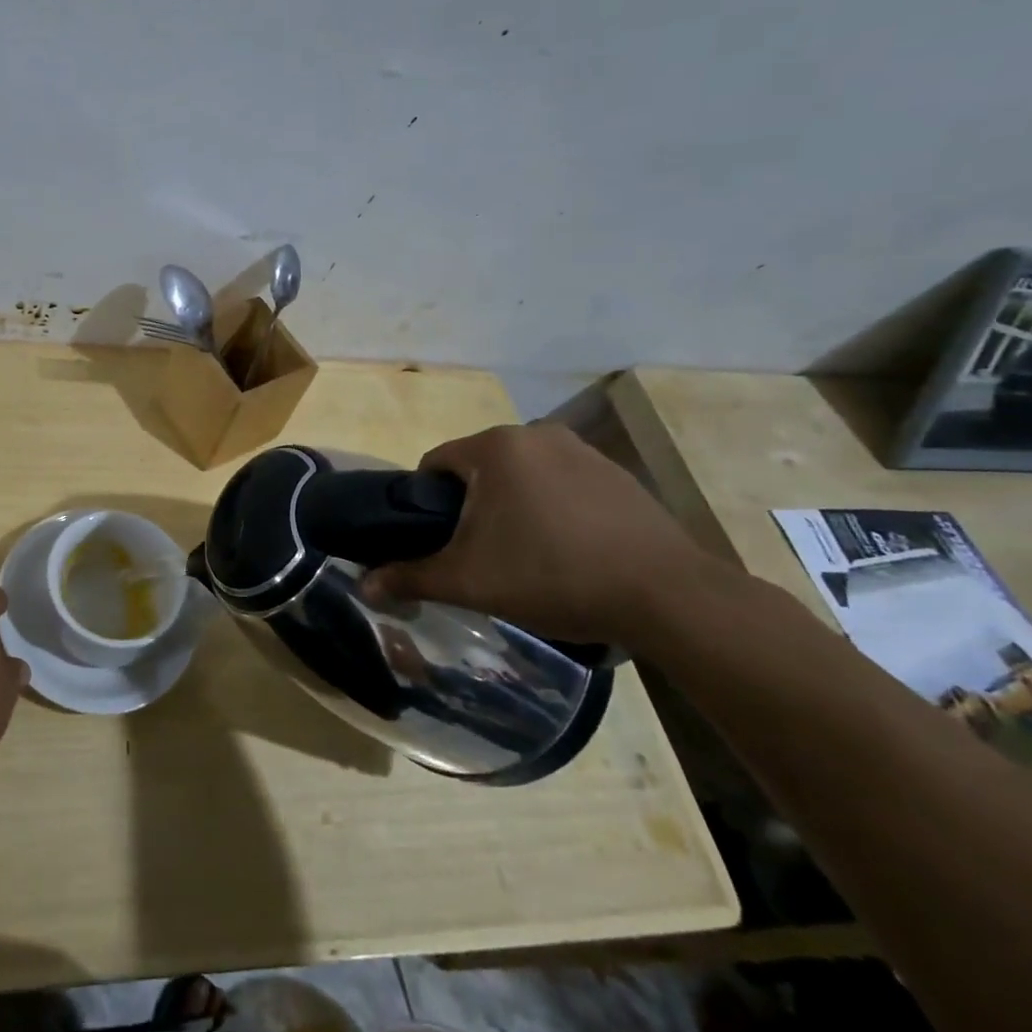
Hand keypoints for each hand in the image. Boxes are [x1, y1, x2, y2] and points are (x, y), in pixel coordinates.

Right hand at [362, 423, 715, 648]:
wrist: (668, 597)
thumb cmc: (552, 575)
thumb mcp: (470, 581)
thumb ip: (411, 577)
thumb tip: (363, 586)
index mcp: (495, 448)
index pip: (435, 463)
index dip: (426, 504)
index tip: (440, 542)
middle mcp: (536, 434)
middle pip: (478, 469)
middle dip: (471, 507)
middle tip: (481, 555)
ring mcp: (582, 451)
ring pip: (521, 476)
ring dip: (512, 507)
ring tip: (527, 556)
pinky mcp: (617, 474)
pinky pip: (562, 484)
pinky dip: (552, 509)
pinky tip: (569, 550)